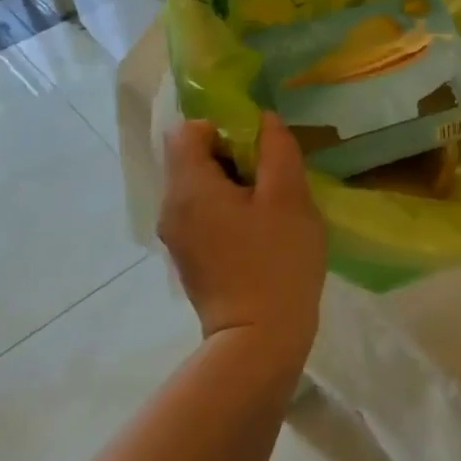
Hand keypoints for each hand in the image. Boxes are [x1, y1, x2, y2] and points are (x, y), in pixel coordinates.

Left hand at [159, 113, 327, 366]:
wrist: (259, 339)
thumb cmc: (277, 261)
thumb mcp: (289, 196)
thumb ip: (277, 150)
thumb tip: (263, 121)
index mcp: (189, 187)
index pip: (189, 130)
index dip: (224, 126)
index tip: (260, 147)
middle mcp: (171, 207)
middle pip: (192, 157)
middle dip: (233, 155)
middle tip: (274, 174)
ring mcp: (177, 236)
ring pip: (199, 187)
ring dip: (234, 183)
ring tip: (272, 203)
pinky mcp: (189, 257)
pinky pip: (203, 213)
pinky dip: (228, 209)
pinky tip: (261, 230)